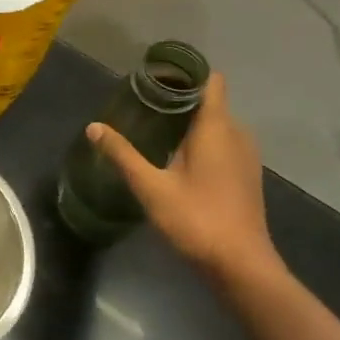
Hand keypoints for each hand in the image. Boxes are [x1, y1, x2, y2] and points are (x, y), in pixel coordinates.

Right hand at [86, 73, 278, 282]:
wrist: (241, 266)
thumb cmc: (197, 219)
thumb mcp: (151, 187)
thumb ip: (122, 154)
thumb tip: (93, 127)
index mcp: (217, 129)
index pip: (210, 81)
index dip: (186, 73)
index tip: (155, 75)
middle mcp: (237, 135)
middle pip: (210, 101)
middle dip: (180, 97)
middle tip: (142, 102)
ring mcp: (245, 157)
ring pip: (217, 124)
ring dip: (190, 120)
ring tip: (153, 126)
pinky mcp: (245, 177)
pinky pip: (223, 143)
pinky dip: (201, 140)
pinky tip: (174, 156)